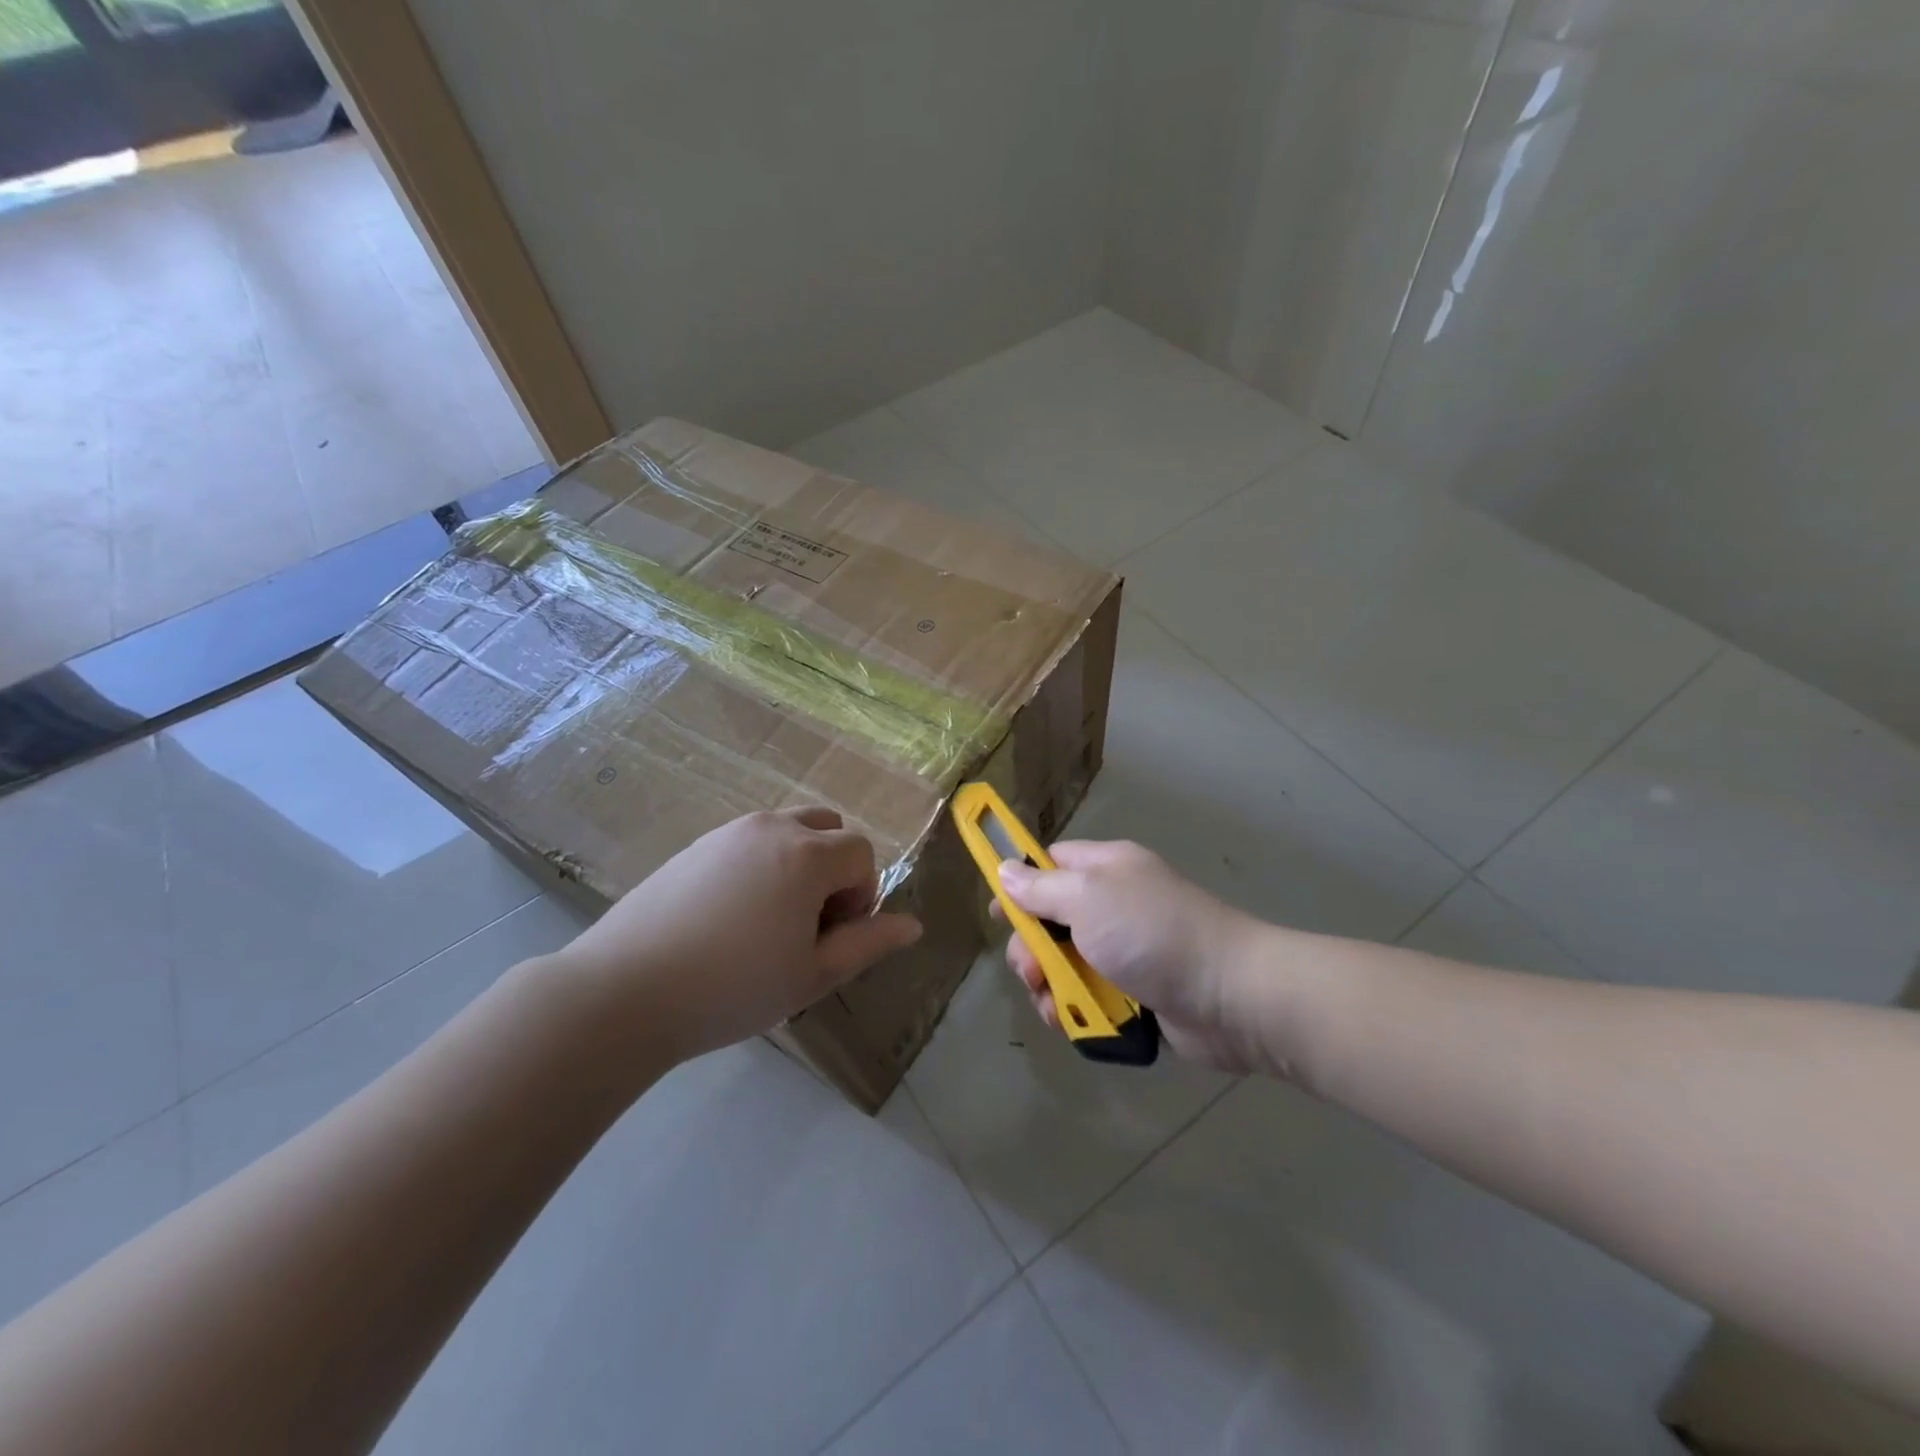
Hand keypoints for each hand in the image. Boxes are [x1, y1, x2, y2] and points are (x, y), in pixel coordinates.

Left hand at [551, 807, 921, 1063]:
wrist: (625, 991)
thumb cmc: (733, 987)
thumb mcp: (813, 974)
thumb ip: (869, 943)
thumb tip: (914, 925)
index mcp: (807, 854)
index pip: (862, 853)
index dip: (861, 895)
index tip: (833, 937)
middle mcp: (771, 828)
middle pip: (828, 828)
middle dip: (834, 869)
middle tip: (808, 923)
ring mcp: (728, 832)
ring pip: (787, 829)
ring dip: (799, 863)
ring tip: (770, 920)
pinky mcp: (695, 845)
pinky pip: (749, 841)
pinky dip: (761, 865)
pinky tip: (730, 916)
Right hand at [997, 840, 1268, 1073]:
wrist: (1232, 996)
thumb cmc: (1152, 934)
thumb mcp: (1088, 898)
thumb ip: (1041, 888)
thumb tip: (1005, 870)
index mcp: (1106, 869)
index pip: (1051, 863)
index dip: (1020, 884)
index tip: (999, 914)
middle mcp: (1114, 906)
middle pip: (1051, 922)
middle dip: (1032, 950)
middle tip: (1033, 972)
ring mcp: (1126, 952)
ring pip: (1066, 966)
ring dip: (1051, 988)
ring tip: (1056, 1008)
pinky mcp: (1137, 995)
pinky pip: (1091, 998)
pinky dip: (1078, 1012)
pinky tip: (1074, 1025)